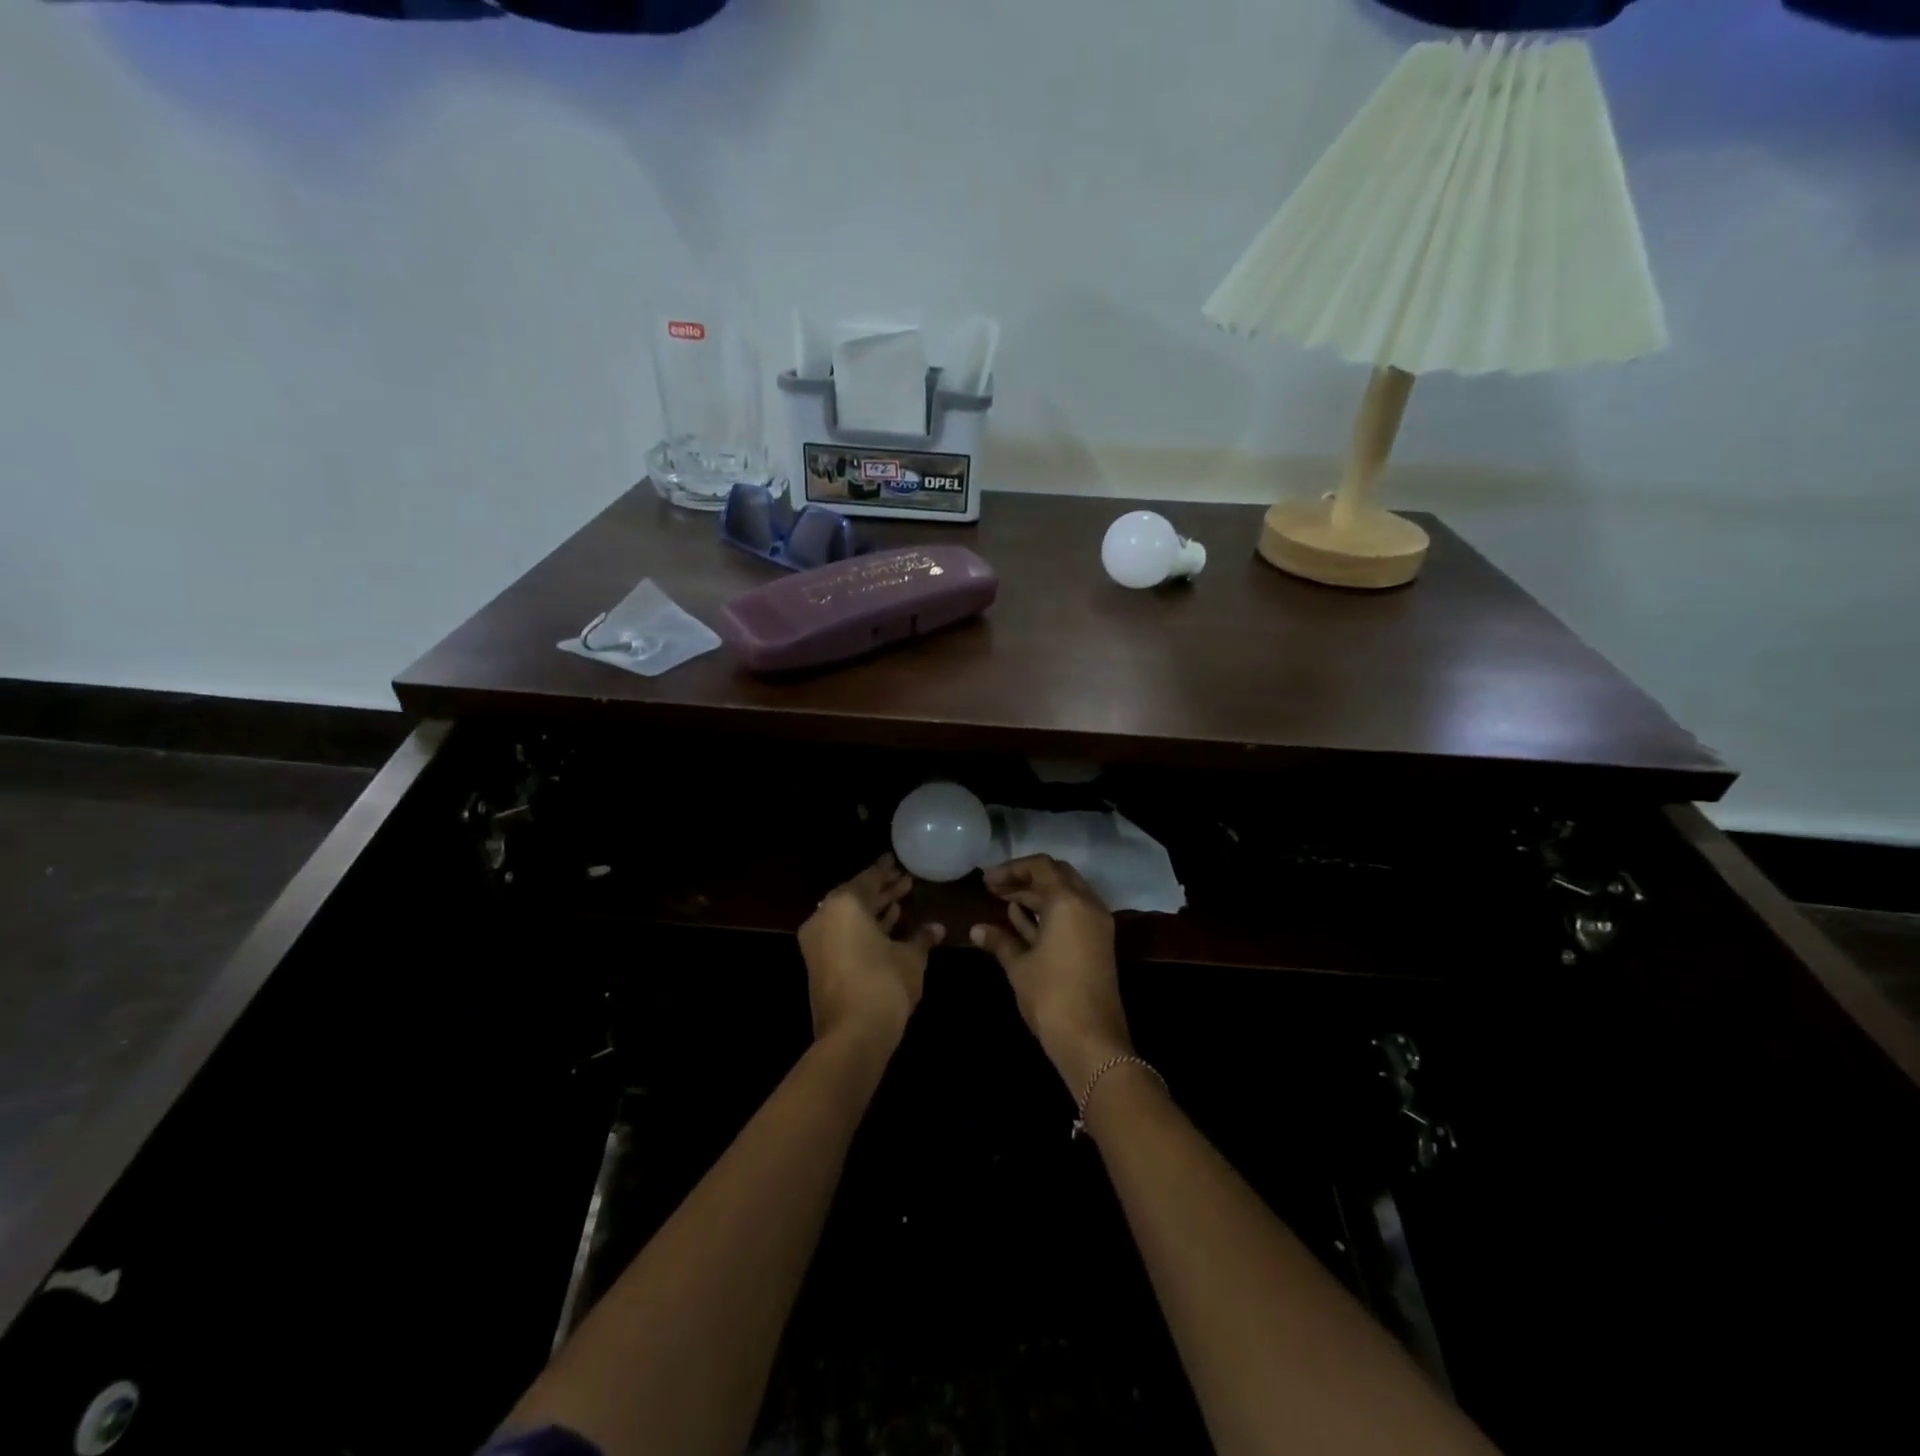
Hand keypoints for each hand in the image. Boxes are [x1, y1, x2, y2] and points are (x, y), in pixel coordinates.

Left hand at [798, 855, 943, 1048]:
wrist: (853, 1035)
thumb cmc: (884, 984)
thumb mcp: (911, 958)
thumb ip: (922, 937)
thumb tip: (937, 927)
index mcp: (844, 905)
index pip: (869, 878)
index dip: (887, 870)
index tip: (898, 861)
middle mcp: (824, 917)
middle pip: (856, 896)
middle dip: (882, 890)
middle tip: (906, 882)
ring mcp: (817, 942)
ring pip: (848, 917)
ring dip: (873, 910)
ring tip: (900, 903)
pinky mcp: (818, 964)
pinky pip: (842, 934)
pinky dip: (862, 928)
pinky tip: (886, 928)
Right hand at [970, 855, 1131, 1092]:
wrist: (1092, 1041)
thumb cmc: (1051, 997)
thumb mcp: (1019, 966)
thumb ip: (999, 941)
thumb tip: (976, 930)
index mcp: (1068, 902)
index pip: (1041, 866)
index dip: (1011, 868)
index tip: (987, 880)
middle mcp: (1087, 905)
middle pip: (1056, 875)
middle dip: (1025, 878)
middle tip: (995, 888)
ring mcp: (1096, 924)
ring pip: (1065, 894)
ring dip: (1036, 894)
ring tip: (1003, 901)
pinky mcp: (1098, 943)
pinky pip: (1072, 913)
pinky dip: (1049, 911)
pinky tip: (1022, 919)